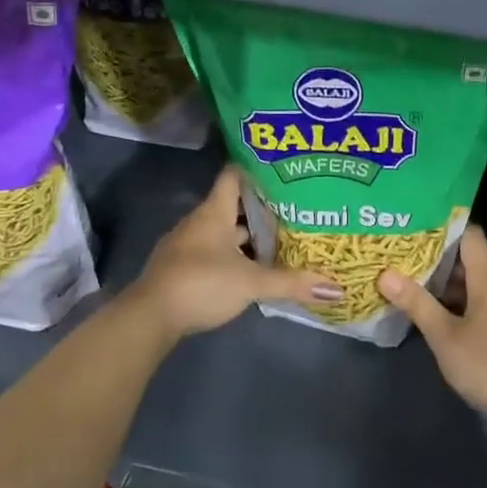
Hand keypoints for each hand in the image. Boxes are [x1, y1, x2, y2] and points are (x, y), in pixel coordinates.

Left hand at [128, 166, 341, 343]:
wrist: (149, 318)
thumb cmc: (201, 284)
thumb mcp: (251, 283)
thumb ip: (292, 283)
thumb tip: (337, 290)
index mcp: (214, 212)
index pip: (234, 176)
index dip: (256, 169)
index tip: (283, 169)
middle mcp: (199, 222)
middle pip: (233, 206)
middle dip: (261, 208)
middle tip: (294, 209)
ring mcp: (187, 245)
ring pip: (223, 231)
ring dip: (247, 236)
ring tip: (280, 239)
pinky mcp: (181, 268)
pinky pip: (212, 252)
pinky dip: (232, 255)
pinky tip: (251, 268)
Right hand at [378, 226, 486, 424]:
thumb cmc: (486, 363)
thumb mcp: (444, 334)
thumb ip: (416, 302)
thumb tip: (385, 273)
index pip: (470, 234)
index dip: (444, 226)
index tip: (414, 223)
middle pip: (471, 254)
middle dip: (439, 251)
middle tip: (404, 248)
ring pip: (474, 278)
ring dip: (446, 276)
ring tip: (411, 272)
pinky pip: (479, 296)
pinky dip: (457, 295)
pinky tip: (433, 305)